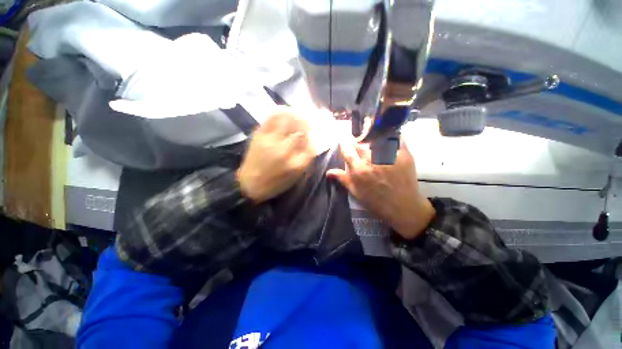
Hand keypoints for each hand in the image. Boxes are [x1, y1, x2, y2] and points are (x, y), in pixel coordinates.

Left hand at [237, 107, 314, 203]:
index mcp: (296, 163)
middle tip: (309, 118)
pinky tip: (285, 110)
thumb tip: (311, 142)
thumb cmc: (275, 183)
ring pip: (287, 121)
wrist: (250, 185)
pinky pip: (271, 119)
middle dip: (307, 123)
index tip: (314, 132)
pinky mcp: (259, 136)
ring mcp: (271, 141)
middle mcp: (285, 150)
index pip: (310, 143)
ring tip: (298, 112)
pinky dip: (280, 112)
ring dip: (295, 115)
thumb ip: (305, 159)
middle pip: (300, 130)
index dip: (313, 135)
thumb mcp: (295, 176)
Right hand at [327, 138, 434, 239]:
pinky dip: (391, 136)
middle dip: (358, 143)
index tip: (345, 145)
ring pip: (376, 137)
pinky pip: (396, 138)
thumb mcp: (356, 192)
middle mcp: (372, 159)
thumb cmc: (377, 202)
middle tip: (361, 147)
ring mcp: (388, 155)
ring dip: (372, 139)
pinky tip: (389, 140)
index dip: (344, 146)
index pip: (347, 150)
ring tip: (374, 144)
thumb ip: (342, 179)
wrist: (403, 208)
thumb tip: (328, 172)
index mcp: (359, 169)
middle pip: (360, 143)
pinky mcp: (404, 154)